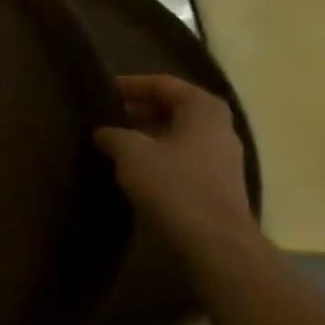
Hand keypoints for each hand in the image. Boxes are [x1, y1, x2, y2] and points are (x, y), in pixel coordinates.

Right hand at [94, 75, 256, 248]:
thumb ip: (113, 135)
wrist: (214, 241)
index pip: (164, 84)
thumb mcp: (131, 152)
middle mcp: (218, 126)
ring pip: (178, 133)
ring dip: (147, 133)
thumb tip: (103, 132)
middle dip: (140, 108)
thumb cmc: (173, 185)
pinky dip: (158, 153)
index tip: (104, 89)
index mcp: (203, 108)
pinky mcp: (216, 182)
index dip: (132, 85)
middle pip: (174, 107)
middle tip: (107, 113)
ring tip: (115, 139)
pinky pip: (182, 155)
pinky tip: (135, 165)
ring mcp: (221, 156)